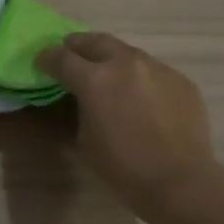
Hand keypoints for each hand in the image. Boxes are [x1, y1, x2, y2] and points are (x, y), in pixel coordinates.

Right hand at [36, 33, 221, 219]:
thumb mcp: (84, 141)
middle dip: (77, 46)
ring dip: (111, 58)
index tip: (42, 63)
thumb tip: (80, 100)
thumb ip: (78, 110)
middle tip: (70, 55)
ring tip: (107, 74)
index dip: (47, 58)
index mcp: (94, 79)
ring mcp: (157, 68)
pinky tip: (140, 97)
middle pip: (94, 41)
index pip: (61, 57)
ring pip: (127, 52)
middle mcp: (125, 63)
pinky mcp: (181, 80)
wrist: (181, 182)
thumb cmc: (123, 168)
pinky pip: (153, 70)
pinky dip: (139, 77)